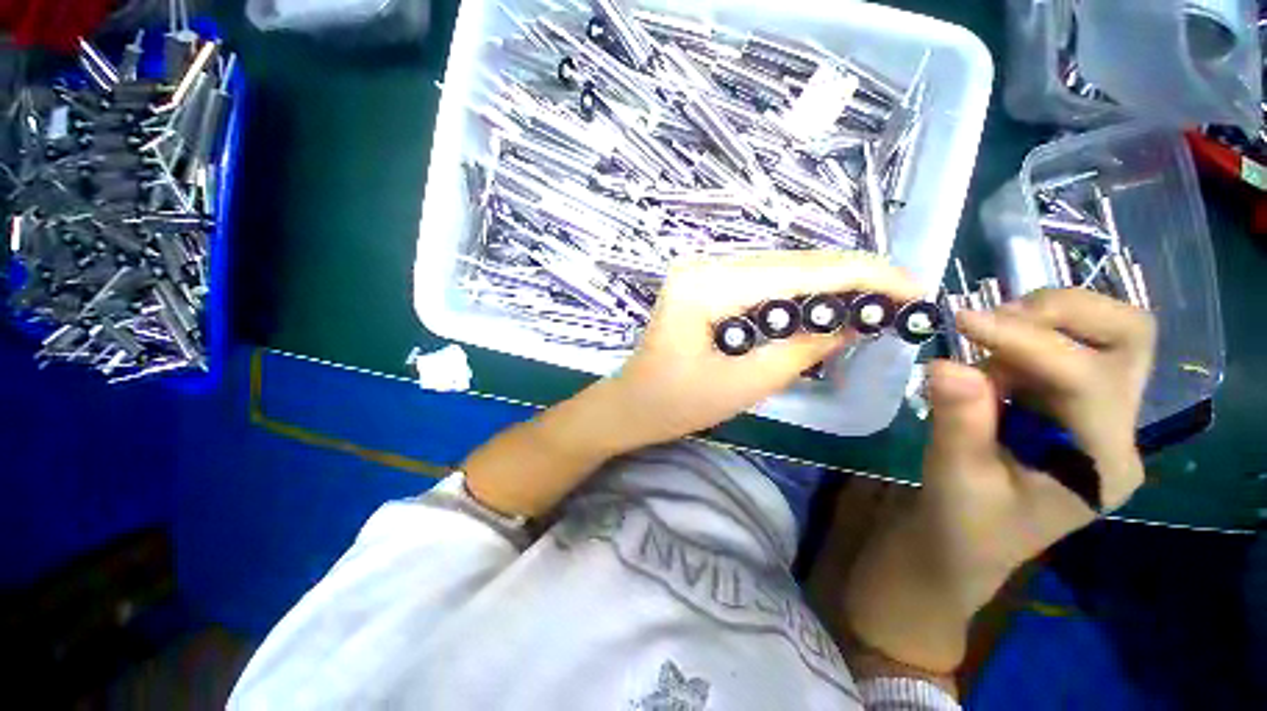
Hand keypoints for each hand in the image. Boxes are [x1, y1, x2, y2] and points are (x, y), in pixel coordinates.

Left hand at [608, 250, 922, 449]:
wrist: (631, 404)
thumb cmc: (676, 404)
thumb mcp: (745, 384)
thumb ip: (804, 348)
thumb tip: (860, 320)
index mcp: (706, 287)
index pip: (799, 271)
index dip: (863, 276)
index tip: (915, 290)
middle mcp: (704, 265)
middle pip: (793, 263)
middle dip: (852, 277)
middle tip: (902, 298)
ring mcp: (702, 270)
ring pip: (781, 268)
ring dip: (830, 283)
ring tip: (876, 302)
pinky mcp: (705, 282)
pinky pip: (762, 280)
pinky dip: (799, 291)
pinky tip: (826, 304)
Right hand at [844, 289, 1155, 671]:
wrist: (965, 541)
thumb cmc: (964, 524)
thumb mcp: (955, 479)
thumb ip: (958, 422)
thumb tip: (946, 364)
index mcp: (1100, 464)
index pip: (1086, 380)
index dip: (1027, 343)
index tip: (962, 321)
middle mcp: (1116, 431)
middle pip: (1129, 338)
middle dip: (1064, 312)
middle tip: (996, 319)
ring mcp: (1099, 414)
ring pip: (1103, 332)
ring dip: (1040, 321)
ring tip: (983, 342)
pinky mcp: (1070, 404)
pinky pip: (1063, 345)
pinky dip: (1023, 335)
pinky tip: (986, 359)